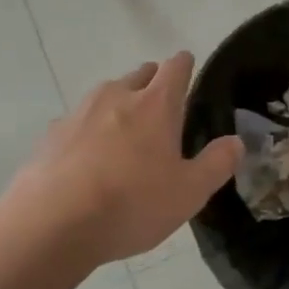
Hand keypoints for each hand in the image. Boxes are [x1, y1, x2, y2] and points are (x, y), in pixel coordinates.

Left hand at [3, 52, 243, 268]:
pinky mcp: (52, 134)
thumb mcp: (189, 193)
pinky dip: (89, 131)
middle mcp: (117, 96)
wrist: (51, 223)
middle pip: (140, 74)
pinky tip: (89, 160)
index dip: (185, 66)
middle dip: (153, 82)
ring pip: (107, 94)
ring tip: (126, 135)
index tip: (189, 70)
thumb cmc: (131, 204)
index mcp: (156, 104)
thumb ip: (217, 164)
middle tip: (162, 109)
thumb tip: (236, 141)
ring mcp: (79, 112)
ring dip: (120, 104)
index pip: (176, 67)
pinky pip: (78, 121)